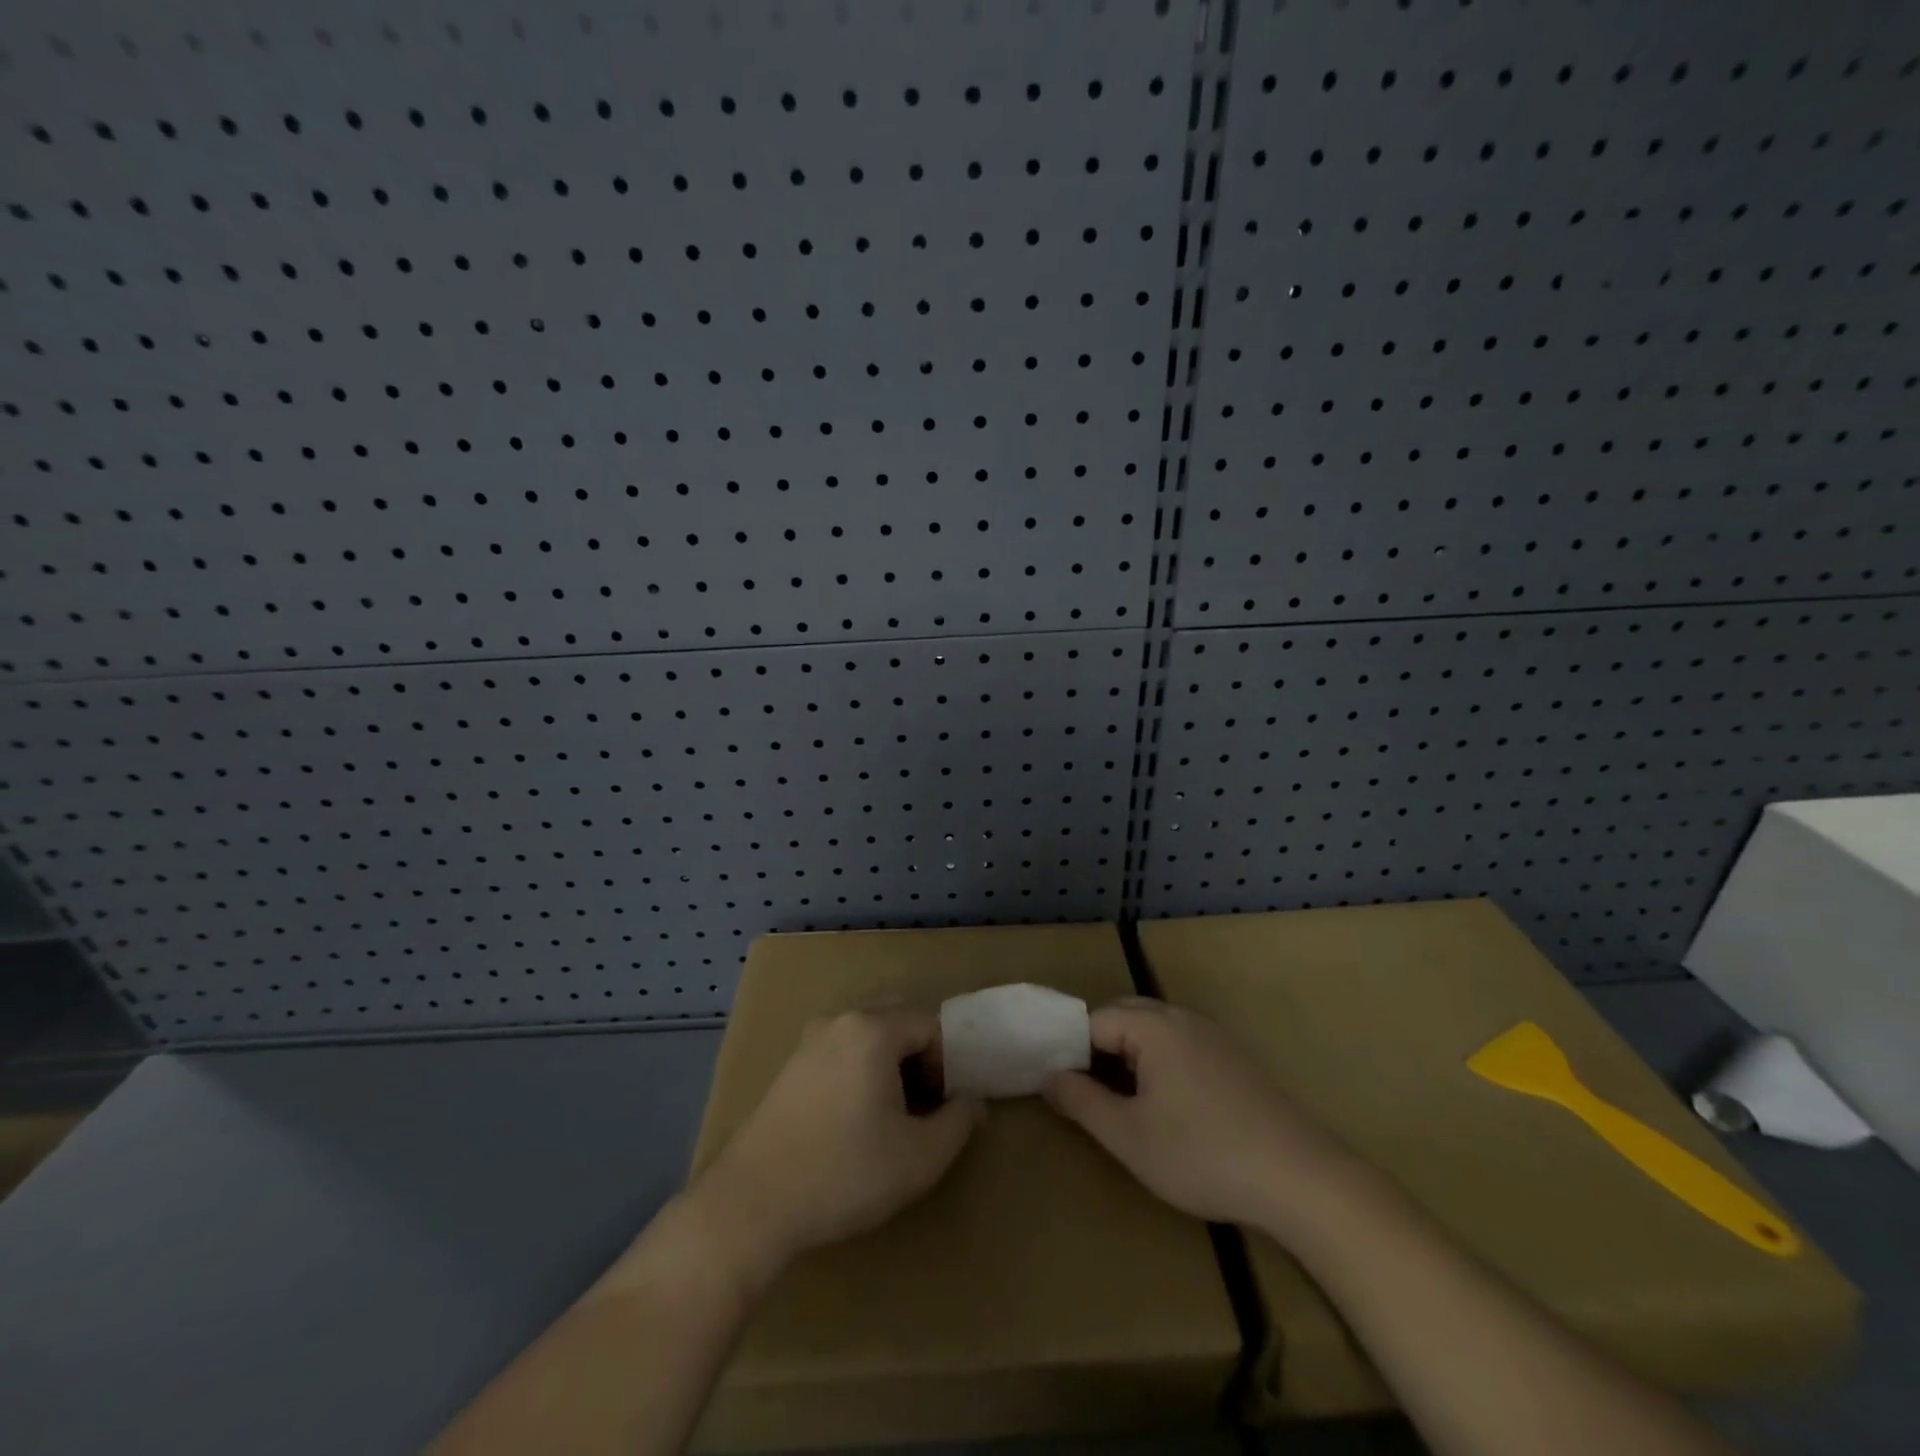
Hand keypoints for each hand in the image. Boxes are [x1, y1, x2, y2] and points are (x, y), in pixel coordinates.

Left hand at [692, 1008, 982, 1283]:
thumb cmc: (845, 1173)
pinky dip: (859, 1075)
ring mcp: (808, 1042)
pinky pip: (840, 1055)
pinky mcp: (789, 1068)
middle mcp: (839, 1021)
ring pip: (867, 1040)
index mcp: (872, 1029)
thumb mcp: (919, 1157)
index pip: (930, 1026)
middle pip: (897, 1023)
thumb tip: (972, 1102)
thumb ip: (958, 1122)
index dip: (948, 1064)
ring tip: (891, 1120)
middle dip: (920, 1061)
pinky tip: (854, 1123)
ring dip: (890, 1069)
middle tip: (923, 1109)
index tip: (944, 1109)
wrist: (752, 1204)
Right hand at [1044, 997, 1356, 1231]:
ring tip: (1118, 1100)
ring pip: (1153, 1030)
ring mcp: (1212, 1035)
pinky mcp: (1234, 1057)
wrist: (1300, 1178)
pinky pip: (1180, 1044)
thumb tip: (1049, 1077)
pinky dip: (1158, 1062)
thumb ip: (1081, 1102)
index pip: (1092, 1020)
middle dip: (1096, 1048)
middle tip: (1082, 1092)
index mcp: (1152, 1026)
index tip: (1055, 1084)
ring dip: (1128, 1055)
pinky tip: (1166, 1105)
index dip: (1068, 1049)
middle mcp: (1181, 1017)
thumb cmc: (1204, 1155)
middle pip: (1123, 1016)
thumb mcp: (1129, 1137)